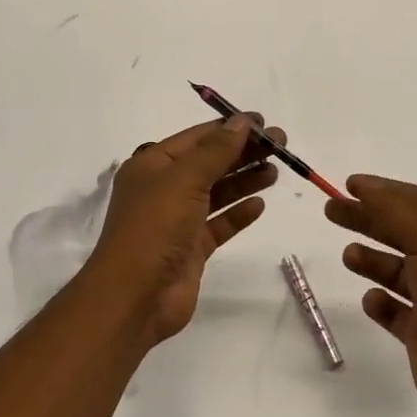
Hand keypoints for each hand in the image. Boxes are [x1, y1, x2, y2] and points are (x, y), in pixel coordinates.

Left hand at [85, 115, 282, 343]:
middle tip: (281, 144)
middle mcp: (163, 189)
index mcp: (152, 165)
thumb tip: (242, 121)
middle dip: (243, 152)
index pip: (196, 138)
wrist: (135, 296)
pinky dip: (238, 214)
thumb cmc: (155, 227)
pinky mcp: (191, 249)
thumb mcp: (184, 180)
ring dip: (244, 180)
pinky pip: (219, 224)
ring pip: (216, 192)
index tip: (263, 122)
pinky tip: (259, 204)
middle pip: (209, 163)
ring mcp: (177, 220)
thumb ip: (216, 150)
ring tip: (275, 171)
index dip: (229, 128)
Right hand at [325, 175, 416, 416]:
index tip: (349, 185)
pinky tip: (371, 300)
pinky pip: (395, 311)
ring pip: (397, 271)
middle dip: (368, 219)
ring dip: (372, 260)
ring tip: (348, 256)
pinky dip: (380, 302)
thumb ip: (396, 210)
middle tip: (331, 210)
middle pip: (403, 232)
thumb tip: (364, 187)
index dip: (385, 190)